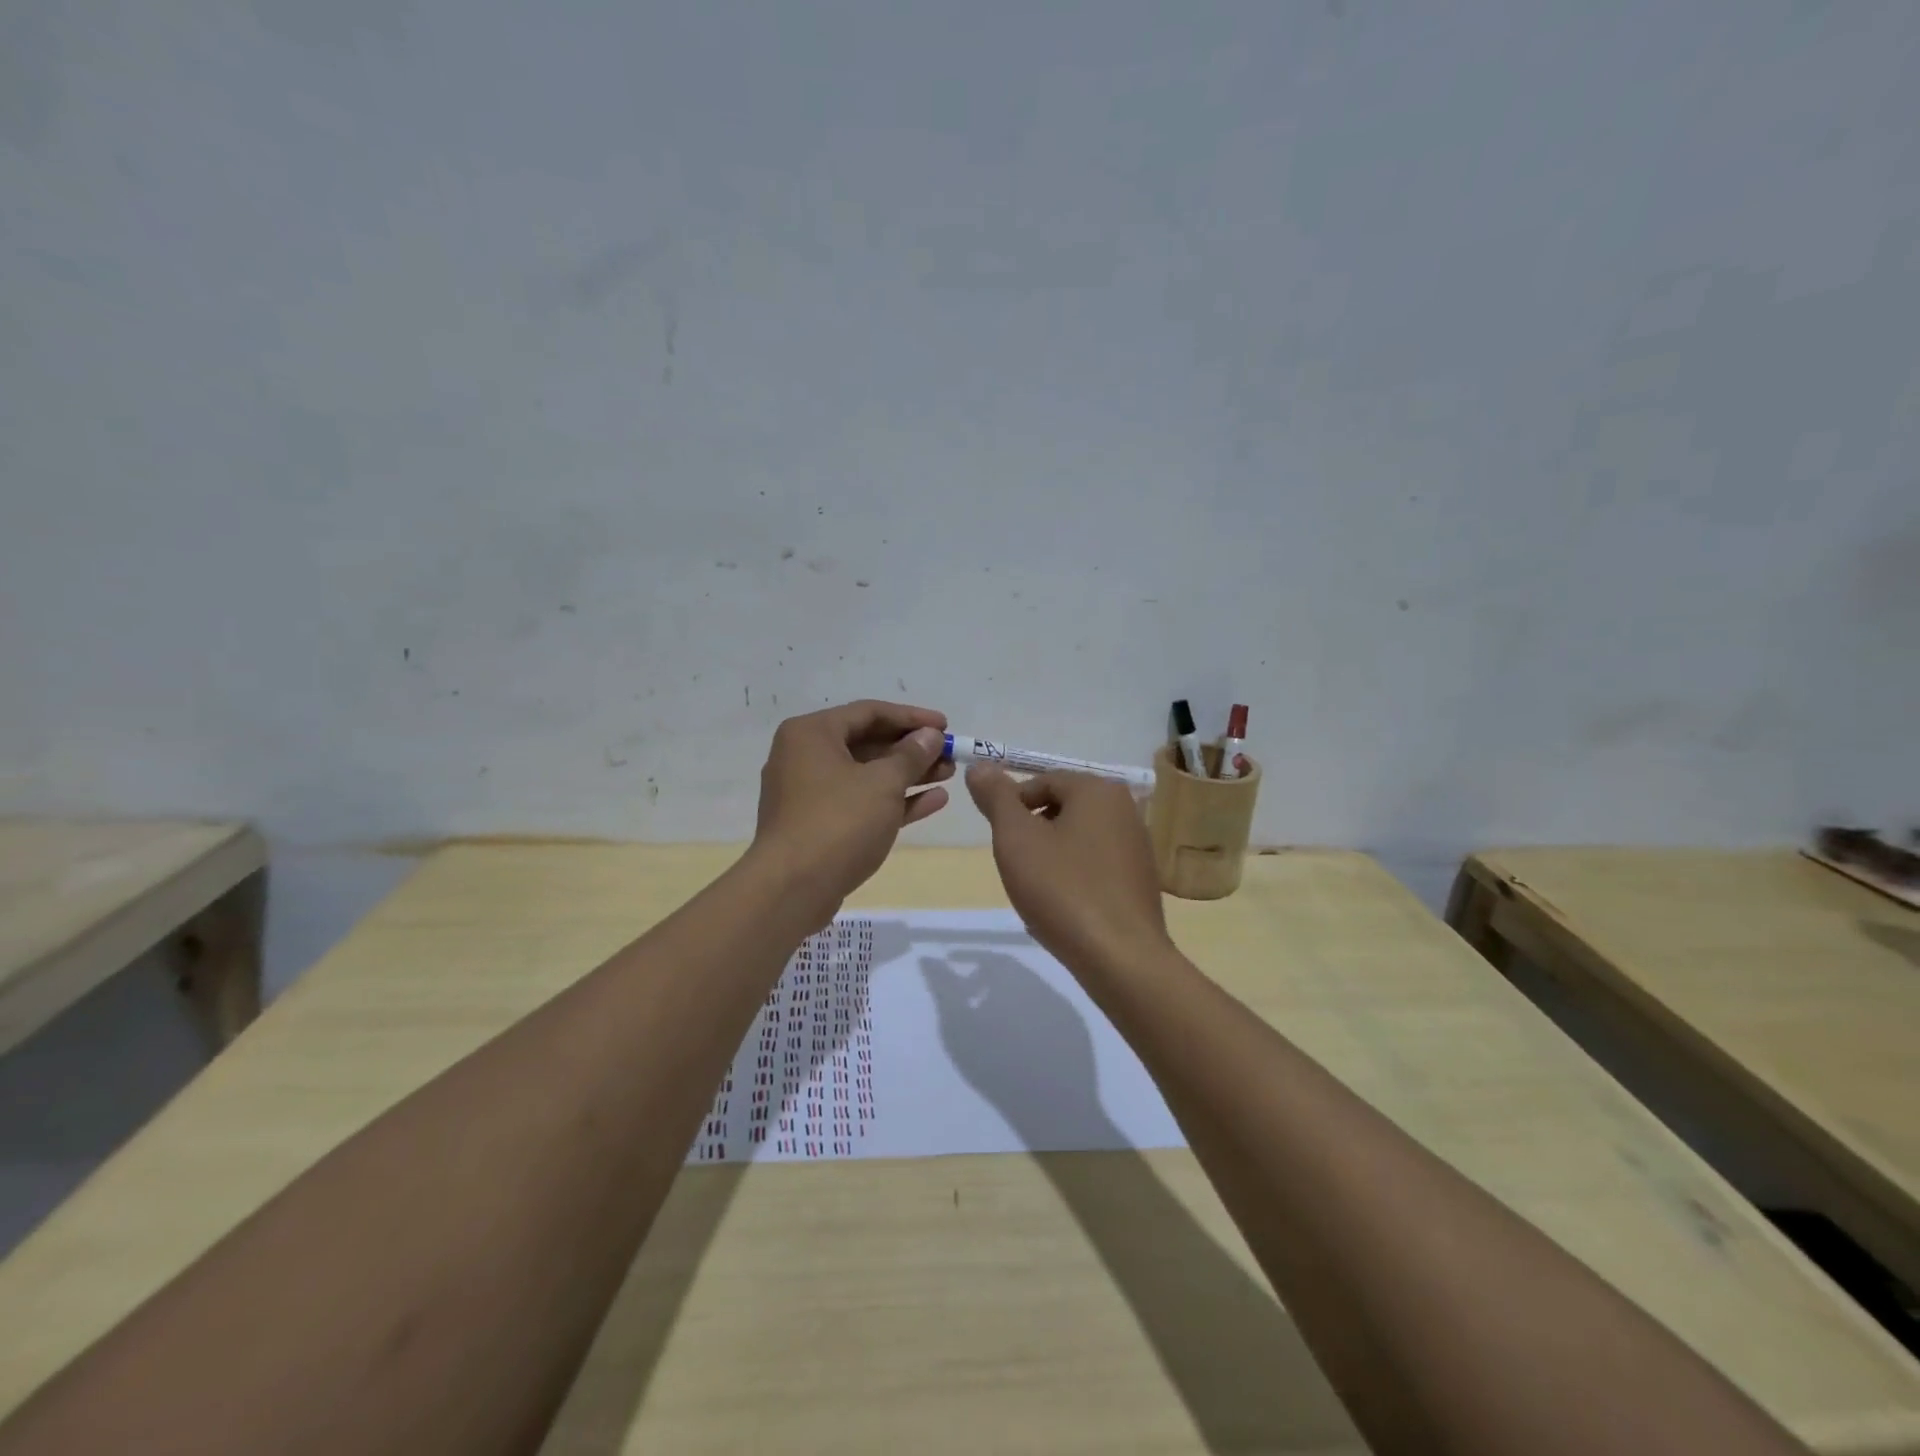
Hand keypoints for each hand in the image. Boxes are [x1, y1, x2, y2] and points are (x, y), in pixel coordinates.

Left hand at [752, 700, 952, 919]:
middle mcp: (805, 756)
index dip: (911, 717)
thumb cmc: (838, 822)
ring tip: (949, 775)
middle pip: (867, 742)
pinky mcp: (819, 825)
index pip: (869, 712)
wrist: (792, 889)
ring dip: (908, 774)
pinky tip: (934, 801)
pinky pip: (861, 802)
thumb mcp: (882, 783)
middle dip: (912, 749)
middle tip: (950, 754)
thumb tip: (930, 736)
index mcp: (811, 733)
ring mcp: (810, 793)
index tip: (946, 726)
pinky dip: (893, 800)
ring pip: (866, 775)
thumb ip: (911, 755)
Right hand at [920, 950, 1112, 1148]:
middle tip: (966, 997)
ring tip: (988, 1021)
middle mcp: (1045, 985)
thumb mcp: (958, 1027)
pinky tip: (1016, 1039)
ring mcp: (1064, 1009)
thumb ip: (944, 990)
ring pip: (1029, 991)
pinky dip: (1027, 1015)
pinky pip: (1046, 1012)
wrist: (1050, 1106)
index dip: (970, 957)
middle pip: (1011, 971)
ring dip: (1006, 997)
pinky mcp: (1076, 1032)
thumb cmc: (997, 1064)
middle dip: (986, 979)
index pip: (992, 956)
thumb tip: (929, 960)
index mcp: (1018, 980)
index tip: (952, 964)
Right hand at [965, 767, 1171, 975]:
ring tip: (1039, 891)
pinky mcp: (1141, 880)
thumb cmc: (1063, 889)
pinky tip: (1065, 908)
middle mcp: (1125, 809)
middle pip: (1061, 808)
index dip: (1012, 807)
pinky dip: (1074, 878)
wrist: (1120, 959)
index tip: (1001, 842)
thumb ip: (996, 798)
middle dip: (1032, 833)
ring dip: (1051, 857)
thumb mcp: (1016, 838)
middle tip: (1017, 867)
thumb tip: (980, 766)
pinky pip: (1095, 866)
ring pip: (1077, 838)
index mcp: (1099, 790)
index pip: (1041, 781)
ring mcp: (1137, 846)